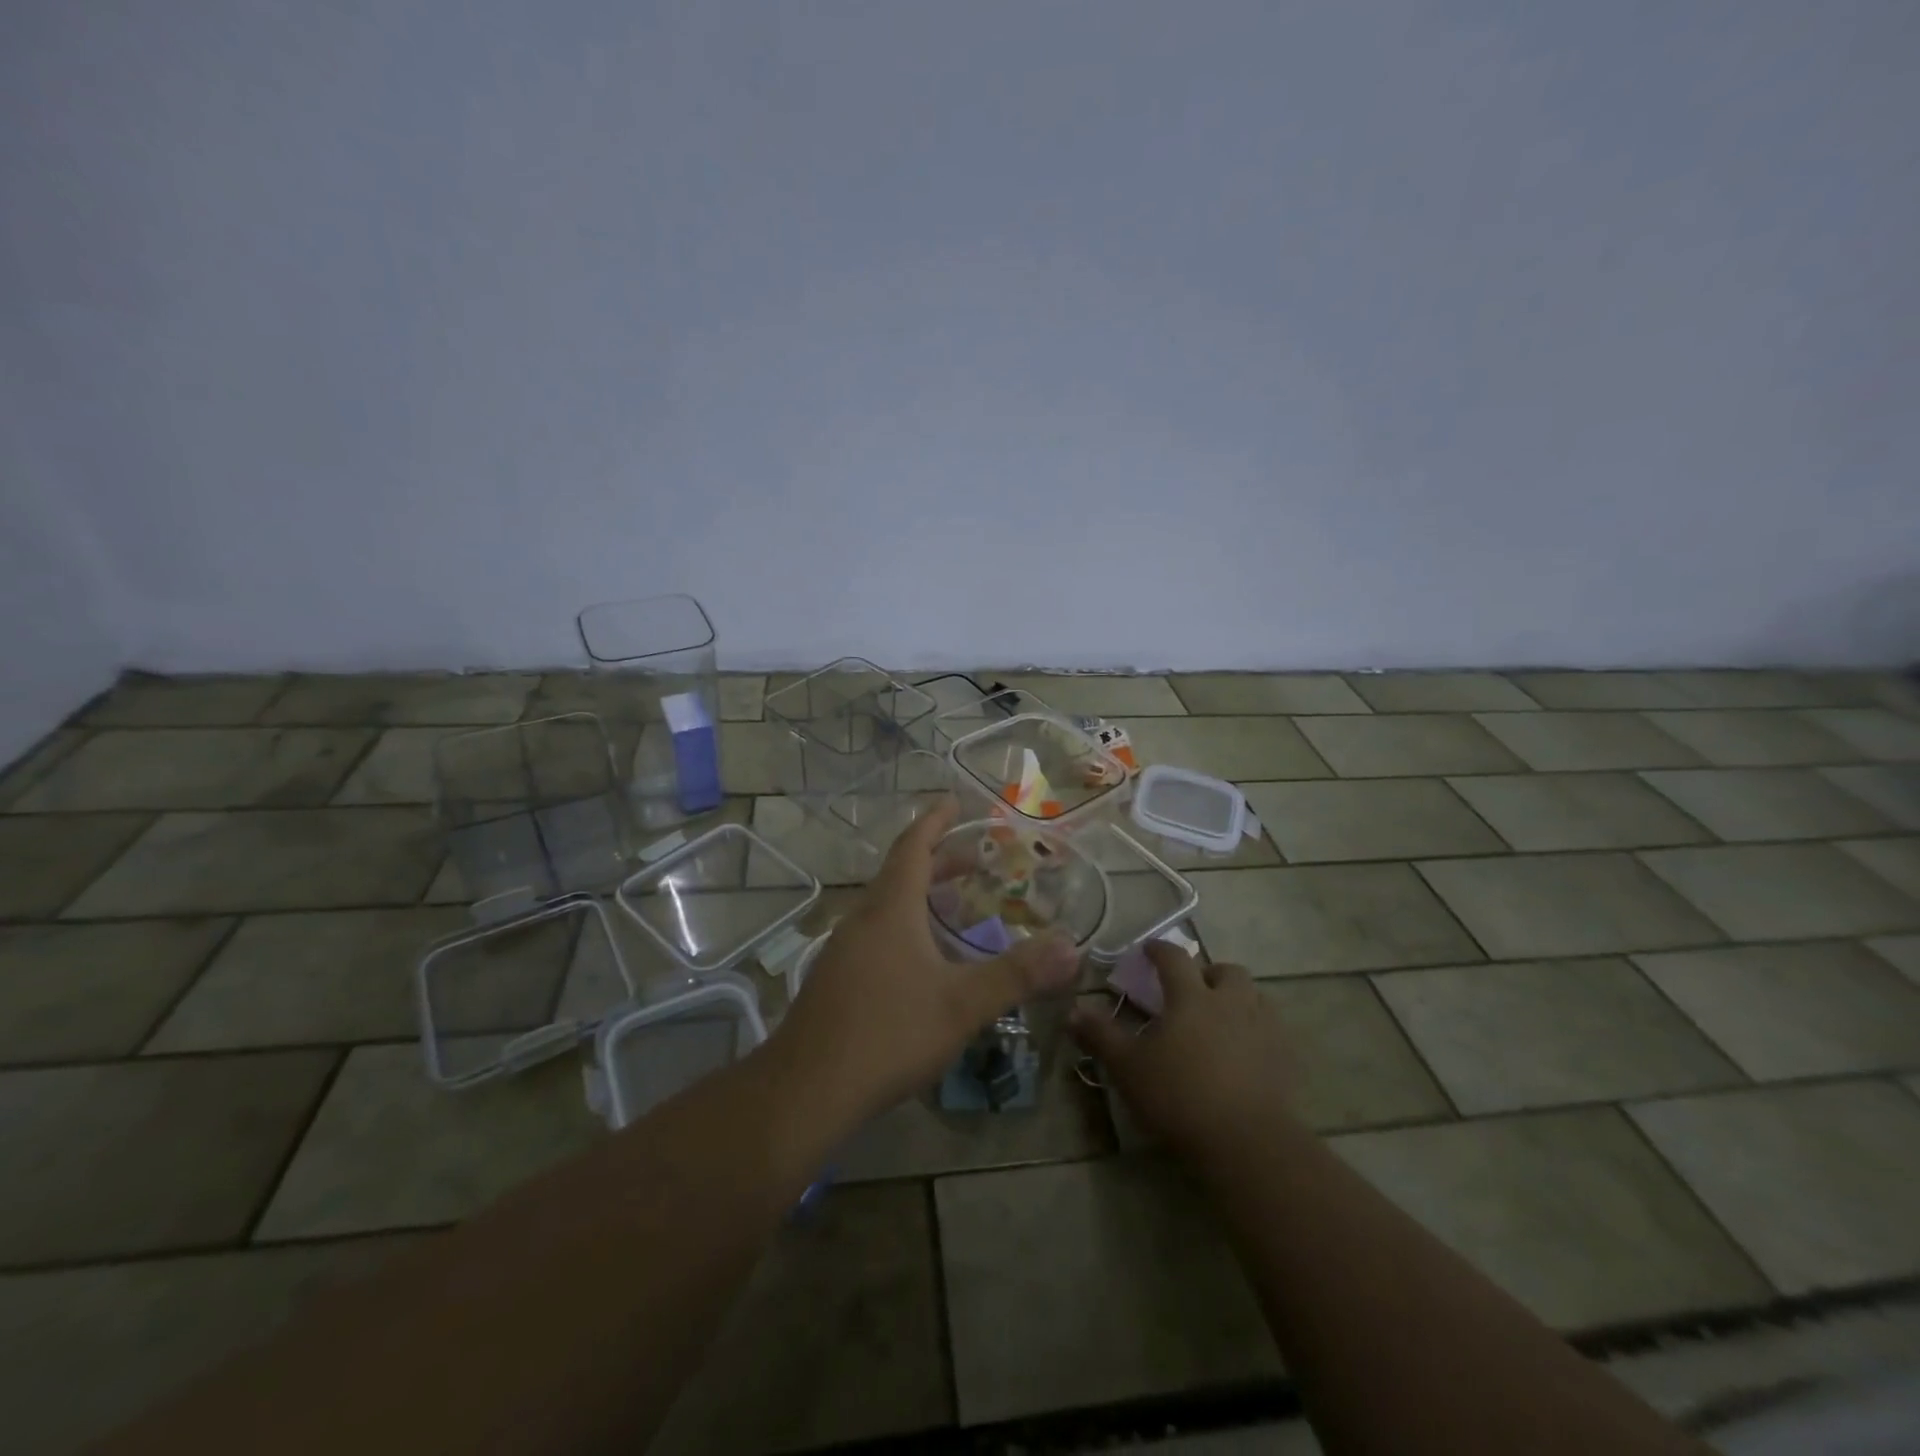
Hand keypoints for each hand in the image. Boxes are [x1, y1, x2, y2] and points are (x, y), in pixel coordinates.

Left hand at [767, 797, 1080, 1126]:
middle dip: (937, 861)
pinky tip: (921, 961)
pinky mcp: (835, 981)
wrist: (806, 1090)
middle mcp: (863, 919)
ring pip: (886, 907)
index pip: (913, 847)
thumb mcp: (961, 1004)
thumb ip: (1017, 974)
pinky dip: (905, 926)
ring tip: (954, 906)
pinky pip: (876, 934)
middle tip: (974, 859)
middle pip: (900, 874)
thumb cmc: (888, 1033)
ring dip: (920, 896)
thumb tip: (1071, 948)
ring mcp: (843, 951)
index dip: (934, 821)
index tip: (953, 801)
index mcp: (890, 909)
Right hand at [1069, 941, 1299, 1158]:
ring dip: (1237, 998)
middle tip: (1193, 989)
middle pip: (1226, 971)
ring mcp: (1264, 1028)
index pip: (1174, 958)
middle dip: (1208, 973)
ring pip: (1255, 996)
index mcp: (1191, 997)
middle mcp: (1231, 1002)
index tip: (1148, 950)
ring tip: (1221, 1018)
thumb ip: (1100, 1035)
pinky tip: (1246, 1051)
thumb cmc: (1179, 1096)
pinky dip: (1257, 1029)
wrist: (1247, 1142)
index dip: (1159, 950)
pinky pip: (1273, 1029)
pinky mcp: (1285, 1058)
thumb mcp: (1128, 1067)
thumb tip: (1071, 1010)